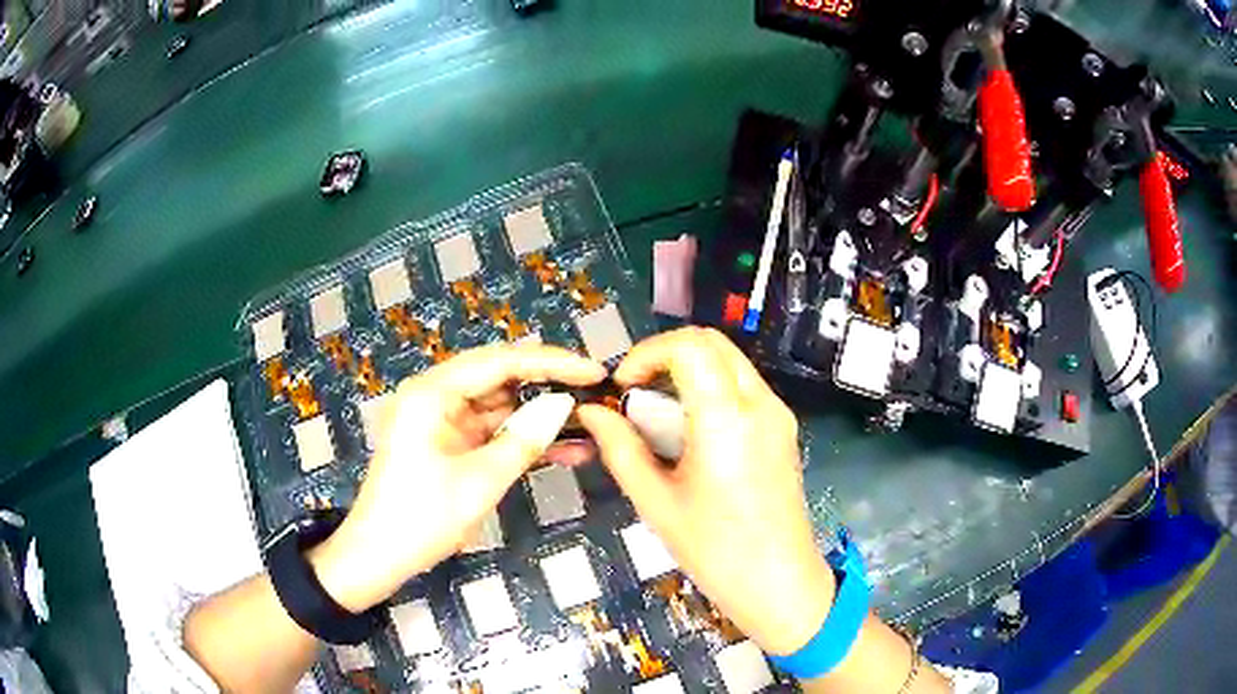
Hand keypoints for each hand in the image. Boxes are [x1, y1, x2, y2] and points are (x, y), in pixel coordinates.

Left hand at [309, 344, 606, 612]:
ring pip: (501, 407)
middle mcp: (436, 396)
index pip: (501, 361)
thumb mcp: (480, 482)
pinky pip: (492, 433)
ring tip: (590, 424)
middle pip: (501, 378)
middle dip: (548, 386)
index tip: (595, 372)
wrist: (378, 557)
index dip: (552, 362)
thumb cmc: (422, 518)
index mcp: (433, 392)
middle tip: (596, 393)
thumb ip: (524, 439)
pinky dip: (523, 441)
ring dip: (541, 418)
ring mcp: (442, 421)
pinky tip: (566, 451)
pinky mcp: (449, 444)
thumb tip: (563, 405)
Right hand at [577, 328, 835, 654]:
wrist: (779, 584)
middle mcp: (760, 404)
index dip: (647, 353)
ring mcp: (778, 414)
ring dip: (689, 371)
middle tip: (635, 391)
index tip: (622, 386)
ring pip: (730, 361)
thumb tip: (592, 413)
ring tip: (657, 413)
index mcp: (726, 418)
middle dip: (666, 354)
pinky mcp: (784, 429)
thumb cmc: (715, 551)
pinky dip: (710, 389)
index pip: (689, 346)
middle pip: (712, 342)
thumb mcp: (656, 502)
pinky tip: (690, 432)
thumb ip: (620, 448)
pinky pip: (744, 387)